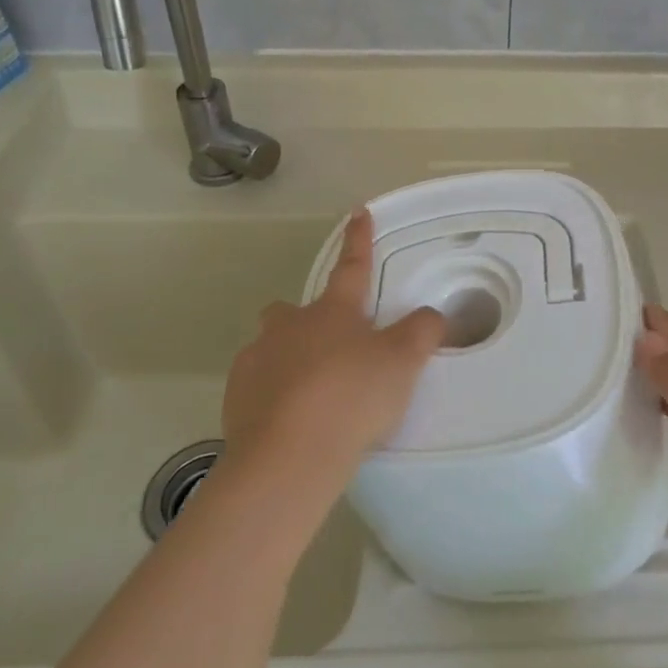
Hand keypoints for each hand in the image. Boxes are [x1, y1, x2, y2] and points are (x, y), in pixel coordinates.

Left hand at [220, 209, 445, 505]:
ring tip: (313, 395)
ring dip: (290, 360)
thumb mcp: (403, 363)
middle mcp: (289, 326)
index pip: (352, 267)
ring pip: (273, 347)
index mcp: (332, 311)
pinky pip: (257, 384)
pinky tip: (290, 421)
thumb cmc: (352, 397)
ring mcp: (257, 358)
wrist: (290, 455)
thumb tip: (430, 315)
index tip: (358, 212)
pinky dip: (272, 395)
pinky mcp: (237, 395)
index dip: (359, 240)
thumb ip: (422, 333)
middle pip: (294, 310)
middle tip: (332, 350)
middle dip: (309, 321)